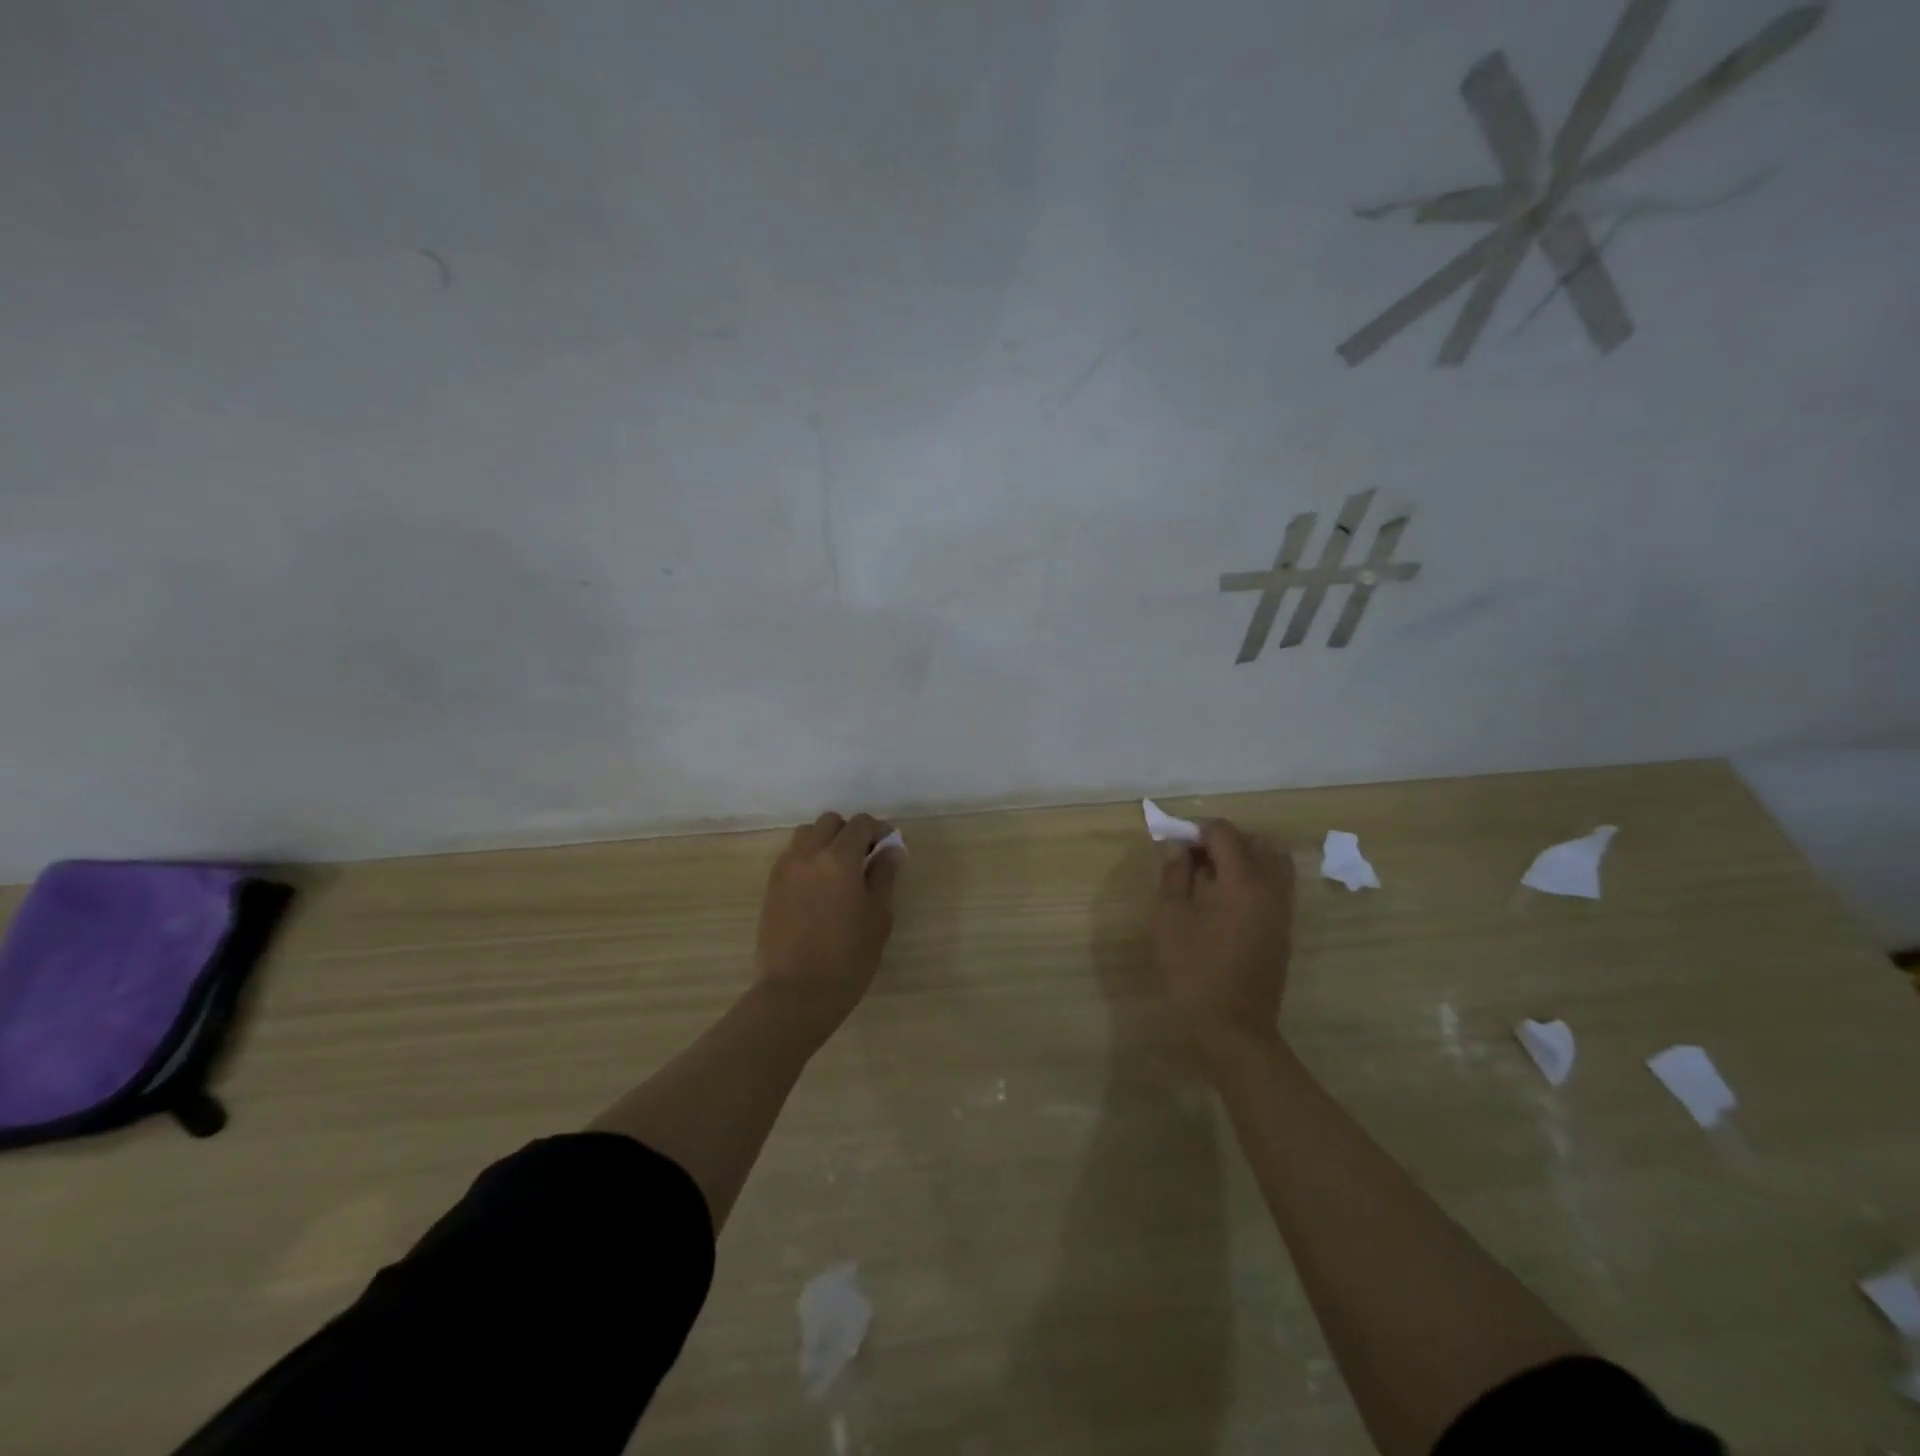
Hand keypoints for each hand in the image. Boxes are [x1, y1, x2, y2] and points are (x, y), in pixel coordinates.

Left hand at [754, 811, 901, 1040]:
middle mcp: (808, 854)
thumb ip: (883, 876)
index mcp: (838, 859)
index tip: (889, 846)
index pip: (860, 824)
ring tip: (840, 869)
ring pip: (807, 835)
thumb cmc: (847, 958)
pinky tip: (820, 886)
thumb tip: (890, 849)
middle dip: (850, 832)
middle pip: (830, 822)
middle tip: (866, 857)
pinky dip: (808, 858)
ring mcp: (785, 869)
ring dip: (826, 841)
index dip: (878, 830)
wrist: (796, 993)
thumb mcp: (877, 917)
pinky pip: (792, 856)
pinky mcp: (772, 886)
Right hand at [1150, 819, 1294, 1052]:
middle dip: (1223, 839)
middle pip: (1255, 842)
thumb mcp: (1169, 919)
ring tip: (1212, 874)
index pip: (1225, 834)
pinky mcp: (1284, 929)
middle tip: (1192, 856)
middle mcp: (1271, 888)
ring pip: (1273, 862)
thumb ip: (1174, 876)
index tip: (1175, 841)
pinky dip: (1255, 877)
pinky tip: (1225, 898)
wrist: (1234, 1028)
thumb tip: (1179, 848)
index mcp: (1243, 881)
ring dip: (1244, 857)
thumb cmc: (1194, 971)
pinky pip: (1276, 885)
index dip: (1198, 829)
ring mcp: (1282, 910)